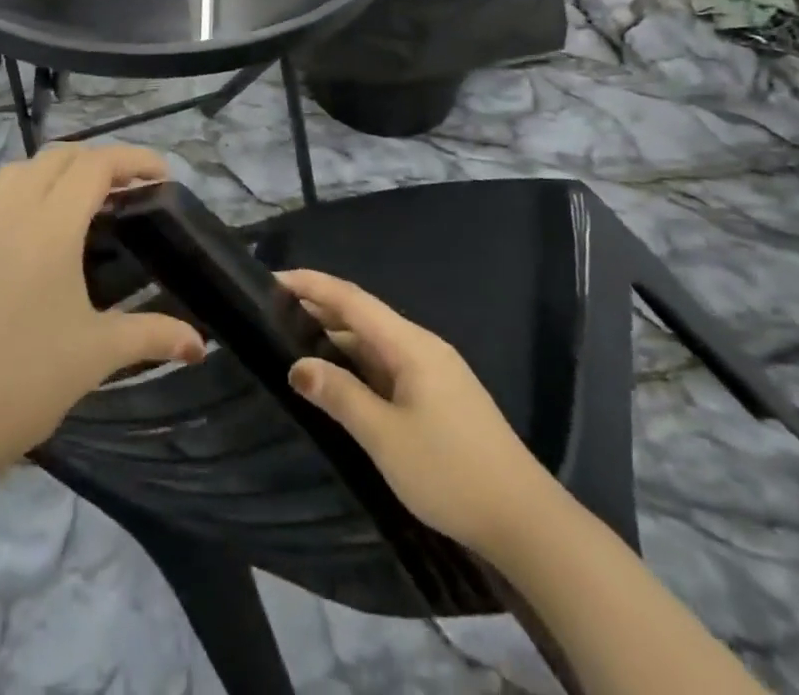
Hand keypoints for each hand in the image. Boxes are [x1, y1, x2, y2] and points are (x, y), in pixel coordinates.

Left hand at [0, 144, 205, 481]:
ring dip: (49, 170)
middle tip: (126, 190)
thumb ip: (154, 335)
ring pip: (13, 170)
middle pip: (57, 158)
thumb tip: (201, 344)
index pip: (96, 167)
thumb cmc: (27, 383)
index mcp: (51, 228)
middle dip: (97, 161)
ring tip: (74, 195)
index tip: (161, 176)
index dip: (133, 160)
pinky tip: (6, 204)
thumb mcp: (99, 354)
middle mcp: (10, 213)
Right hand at [279, 268, 554, 558]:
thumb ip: (340, 396)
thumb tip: (298, 366)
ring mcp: (433, 370)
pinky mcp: (438, 395)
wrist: (526, 520)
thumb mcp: (385, 437)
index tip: (272, 278)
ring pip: (375, 342)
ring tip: (293, 340)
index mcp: (410, 344)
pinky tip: (337, 377)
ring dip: (336, 338)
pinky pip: (387, 364)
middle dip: (319, 308)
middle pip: (362, 315)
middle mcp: (421, 346)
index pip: (351, 299)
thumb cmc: (450, 472)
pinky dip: (356, 363)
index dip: (311, 285)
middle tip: (272, 310)